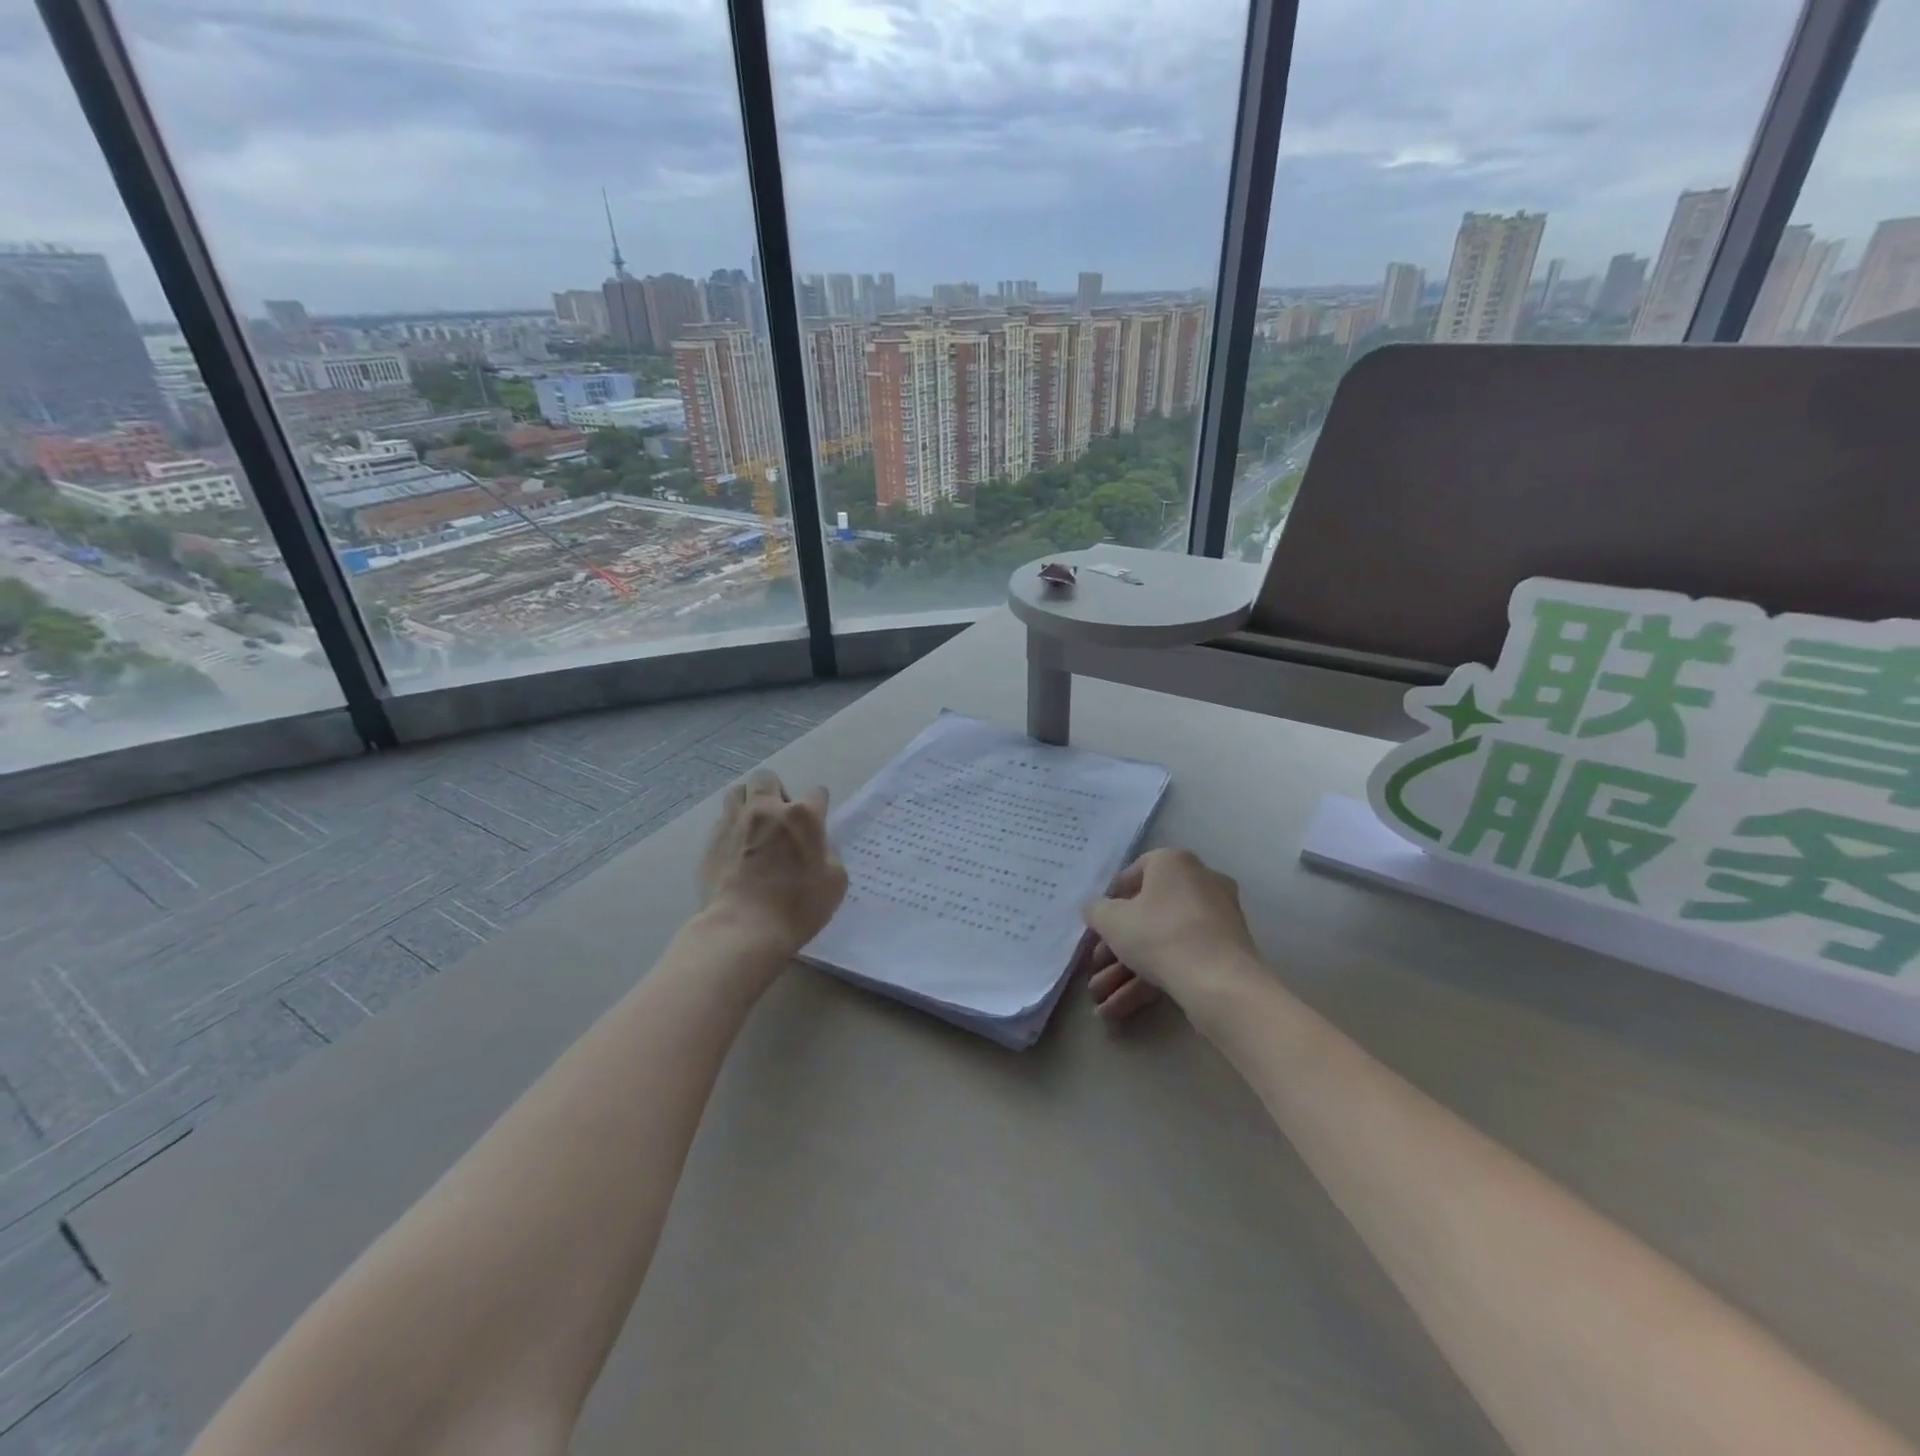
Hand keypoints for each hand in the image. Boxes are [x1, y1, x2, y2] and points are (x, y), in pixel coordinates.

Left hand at [698, 770, 847, 955]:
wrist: (744, 929)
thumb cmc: (797, 906)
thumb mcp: (835, 882)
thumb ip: (828, 856)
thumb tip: (818, 850)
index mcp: (802, 816)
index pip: (817, 793)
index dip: (819, 806)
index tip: (817, 824)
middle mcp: (766, 809)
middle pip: (767, 778)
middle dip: (776, 792)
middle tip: (781, 818)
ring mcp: (734, 823)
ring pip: (737, 792)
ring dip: (748, 802)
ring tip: (754, 826)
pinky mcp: (711, 841)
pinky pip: (722, 821)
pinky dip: (732, 829)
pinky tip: (737, 850)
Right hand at [1083, 848, 1262, 1021]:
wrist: (1219, 982)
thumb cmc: (1159, 934)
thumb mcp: (1111, 920)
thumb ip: (1096, 910)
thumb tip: (1095, 908)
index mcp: (1174, 863)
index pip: (1135, 873)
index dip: (1110, 899)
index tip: (1096, 923)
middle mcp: (1199, 883)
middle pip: (1147, 914)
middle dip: (1115, 948)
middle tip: (1095, 968)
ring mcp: (1215, 921)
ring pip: (1161, 943)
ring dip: (1126, 972)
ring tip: (1100, 1001)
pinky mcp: (1223, 954)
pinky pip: (1179, 960)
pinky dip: (1149, 982)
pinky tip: (1119, 1010)